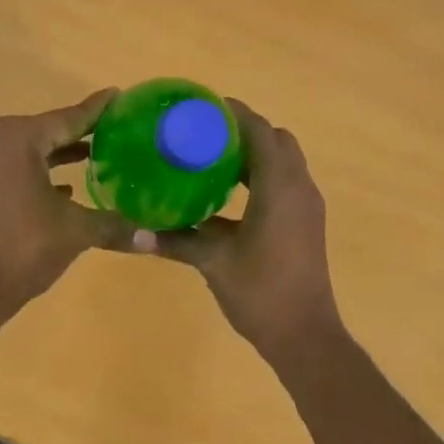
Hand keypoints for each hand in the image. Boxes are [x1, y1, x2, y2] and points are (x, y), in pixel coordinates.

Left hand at [0, 89, 132, 321]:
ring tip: (94, 157)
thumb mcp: (75, 231)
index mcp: (17, 139)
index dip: (97, 110)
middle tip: (114, 130)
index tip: (118, 95)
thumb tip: (154, 238)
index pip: (68, 118)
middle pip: (45, 131)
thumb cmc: (24, 248)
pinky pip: (9, 167)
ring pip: (26, 150)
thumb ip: (114, 225)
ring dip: (57, 154)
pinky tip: (63, 189)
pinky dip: (35, 172)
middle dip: (79, 133)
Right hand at [155, 99, 342, 358]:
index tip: (201, 108)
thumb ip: (177, 240)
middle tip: (204, 134)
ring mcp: (306, 206)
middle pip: (276, 140)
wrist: (305, 335)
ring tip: (211, 158)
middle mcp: (299, 188)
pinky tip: (228, 194)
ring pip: (283, 162)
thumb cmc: (261, 292)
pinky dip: (261, 176)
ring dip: (254, 154)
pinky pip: (285, 182)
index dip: (233, 113)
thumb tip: (136, 232)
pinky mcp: (306, 223)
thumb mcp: (214, 262)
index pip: (260, 131)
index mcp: (279, 187)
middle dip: (244, 130)